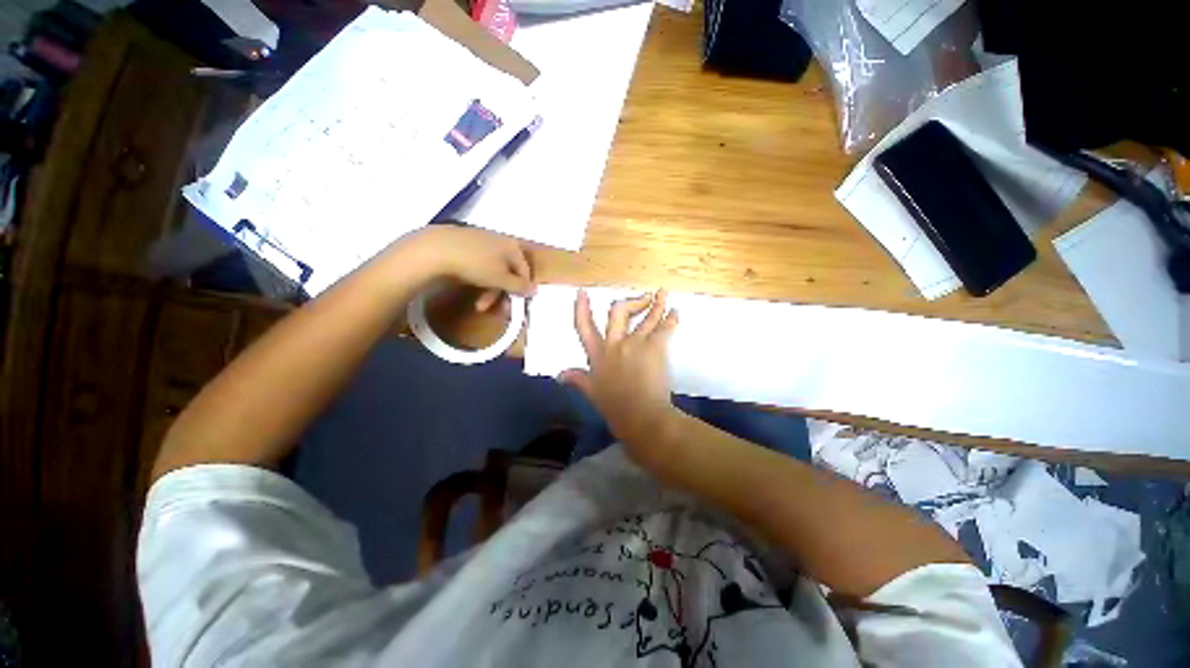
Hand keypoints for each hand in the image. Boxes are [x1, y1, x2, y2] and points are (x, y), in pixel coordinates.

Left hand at [396, 226, 534, 307]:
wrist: (434, 249)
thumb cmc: (475, 264)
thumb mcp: (501, 279)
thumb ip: (519, 286)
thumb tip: (534, 289)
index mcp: (513, 246)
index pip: (525, 271)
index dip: (522, 290)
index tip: (515, 306)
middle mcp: (500, 240)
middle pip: (508, 272)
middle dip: (501, 293)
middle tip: (492, 309)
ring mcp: (481, 240)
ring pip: (493, 270)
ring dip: (488, 290)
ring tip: (478, 305)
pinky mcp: (464, 243)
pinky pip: (479, 264)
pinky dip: (478, 279)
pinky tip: (469, 287)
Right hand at [560, 290, 681, 462]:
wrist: (641, 417)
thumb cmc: (615, 408)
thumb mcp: (592, 392)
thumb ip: (577, 379)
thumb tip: (560, 375)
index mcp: (598, 355)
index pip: (584, 327)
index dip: (582, 309)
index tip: (582, 292)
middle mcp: (615, 344)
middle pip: (618, 312)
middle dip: (630, 301)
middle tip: (643, 298)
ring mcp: (635, 343)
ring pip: (646, 317)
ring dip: (656, 304)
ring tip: (663, 293)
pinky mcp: (655, 348)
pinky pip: (665, 328)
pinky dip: (672, 319)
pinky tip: (676, 313)